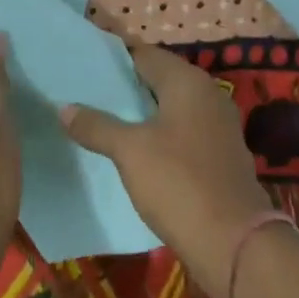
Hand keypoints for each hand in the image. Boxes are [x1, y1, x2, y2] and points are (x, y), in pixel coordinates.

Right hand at [59, 44, 272, 297]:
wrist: (234, 243)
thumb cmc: (179, 183)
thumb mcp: (129, 151)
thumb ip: (96, 125)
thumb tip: (64, 108)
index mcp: (188, 82)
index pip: (145, 54)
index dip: (113, 58)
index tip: (83, 64)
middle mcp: (208, 95)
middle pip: (159, 80)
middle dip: (125, 86)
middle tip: (85, 93)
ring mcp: (218, 126)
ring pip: (171, 108)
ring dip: (141, 113)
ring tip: (102, 120)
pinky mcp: (220, 155)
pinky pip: (182, 132)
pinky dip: (158, 135)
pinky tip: (134, 151)